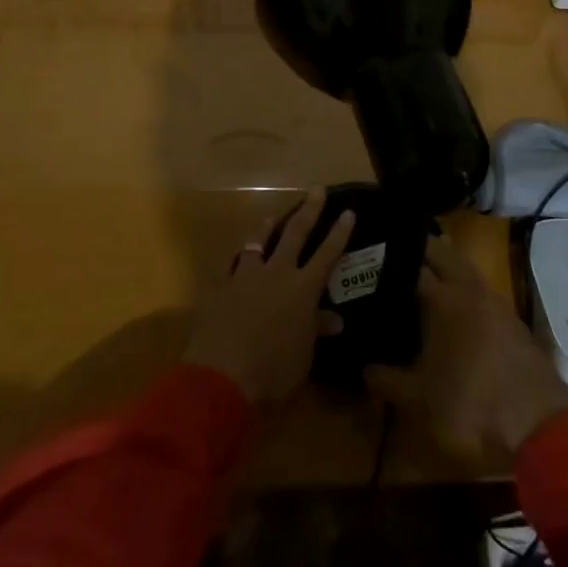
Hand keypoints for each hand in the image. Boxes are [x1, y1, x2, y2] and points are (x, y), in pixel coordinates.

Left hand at [184, 189, 352, 404]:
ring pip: (258, 241)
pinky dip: (238, 260)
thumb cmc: (273, 371)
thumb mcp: (303, 355)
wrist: (220, 376)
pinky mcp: (219, 287)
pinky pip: (231, 265)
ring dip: (268, 225)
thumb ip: (316, 330)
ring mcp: (245, 277)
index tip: (348, 211)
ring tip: (273, 215)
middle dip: (308, 210)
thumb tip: (334, 319)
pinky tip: (237, 258)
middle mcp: (276, 273)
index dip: (339, 233)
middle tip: (316, 190)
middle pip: (295, 233)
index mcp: (303, 289)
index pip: (327, 254)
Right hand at [363, 235, 567, 459]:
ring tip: (416, 277)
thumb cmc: (470, 406)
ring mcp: (494, 300)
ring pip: (463, 267)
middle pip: (441, 252)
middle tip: (390, 257)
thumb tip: (366, 368)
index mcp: (442, 298)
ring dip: (443, 265)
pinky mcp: (510, 318)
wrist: (538, 425)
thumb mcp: (419, 400)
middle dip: (417, 248)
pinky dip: (461, 287)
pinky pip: (478, 288)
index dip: (386, 260)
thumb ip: (387, 380)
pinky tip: (449, 308)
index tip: (366, 260)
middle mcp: (468, 288)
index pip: (409, 263)